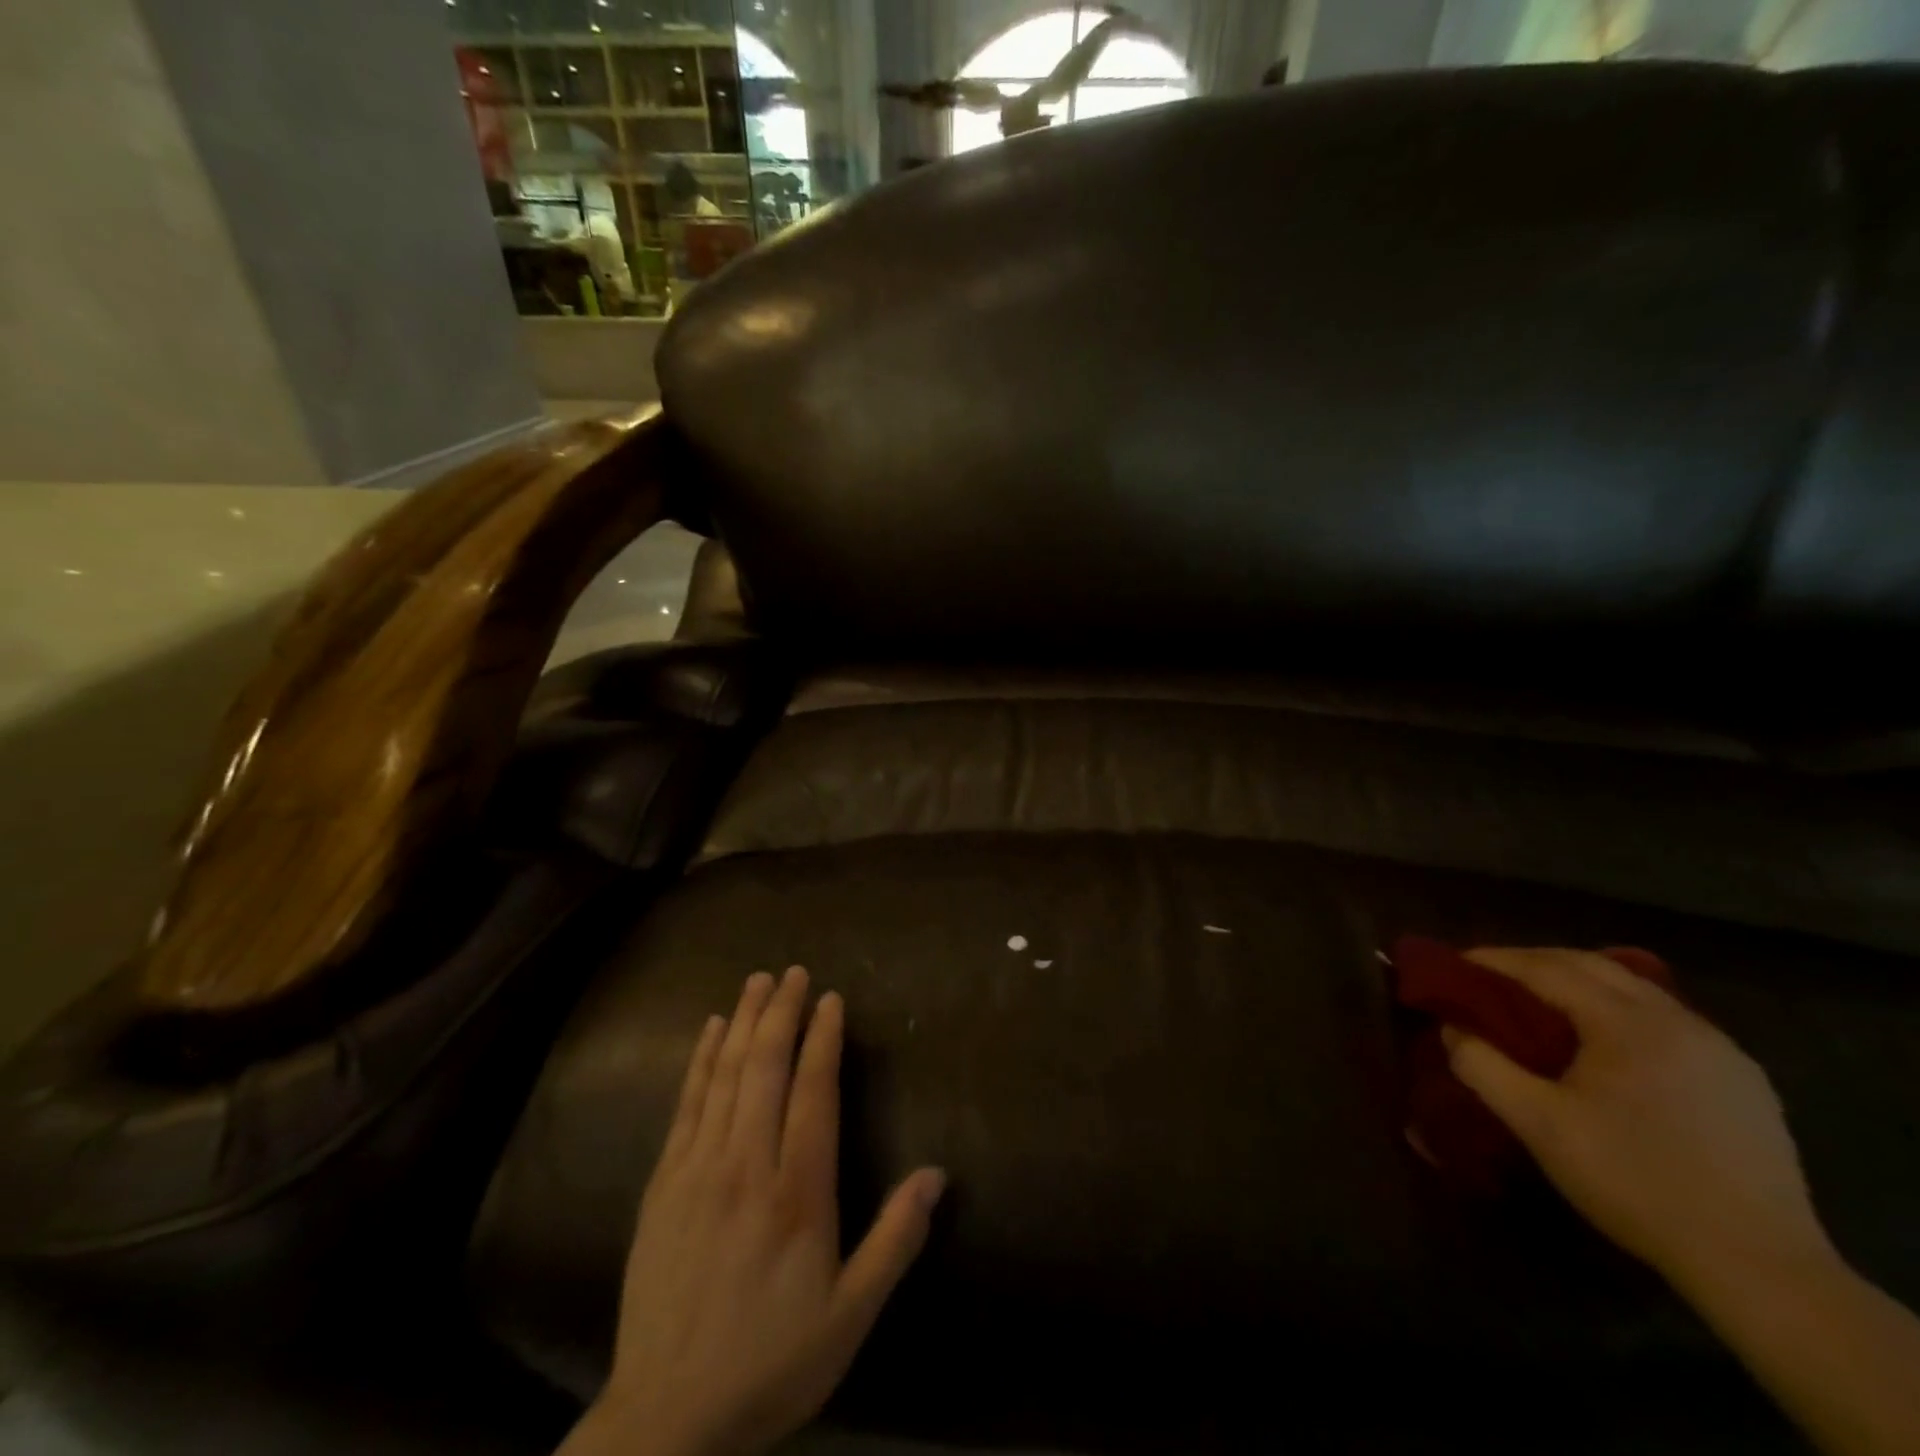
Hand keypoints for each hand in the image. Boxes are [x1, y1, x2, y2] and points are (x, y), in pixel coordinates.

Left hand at [562, 968, 945, 1455]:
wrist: (666, 1420)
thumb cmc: (770, 1362)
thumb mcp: (850, 1316)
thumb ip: (895, 1240)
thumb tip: (937, 1173)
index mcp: (797, 1193)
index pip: (813, 1092)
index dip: (823, 1039)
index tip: (831, 999)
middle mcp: (746, 1166)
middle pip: (765, 1068)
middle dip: (782, 1013)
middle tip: (794, 972)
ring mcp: (697, 1171)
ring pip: (724, 1076)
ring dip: (744, 1022)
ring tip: (758, 981)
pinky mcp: (661, 1184)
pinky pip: (685, 1105)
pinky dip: (700, 1060)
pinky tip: (711, 1031)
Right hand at [1445, 948, 1832, 1291]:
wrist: (1760, 1267)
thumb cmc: (1635, 1182)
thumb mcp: (1539, 1125)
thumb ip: (1483, 1067)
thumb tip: (1453, 1029)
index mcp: (1628, 1024)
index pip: (1549, 969)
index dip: (1498, 960)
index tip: (1457, 961)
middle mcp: (1678, 1021)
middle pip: (1595, 966)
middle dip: (1537, 961)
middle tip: (1492, 973)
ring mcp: (1720, 1049)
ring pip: (1637, 990)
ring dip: (1582, 982)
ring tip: (1544, 1000)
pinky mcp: (1744, 1081)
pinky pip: (1668, 1020)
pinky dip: (1622, 1010)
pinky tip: (1608, 1041)